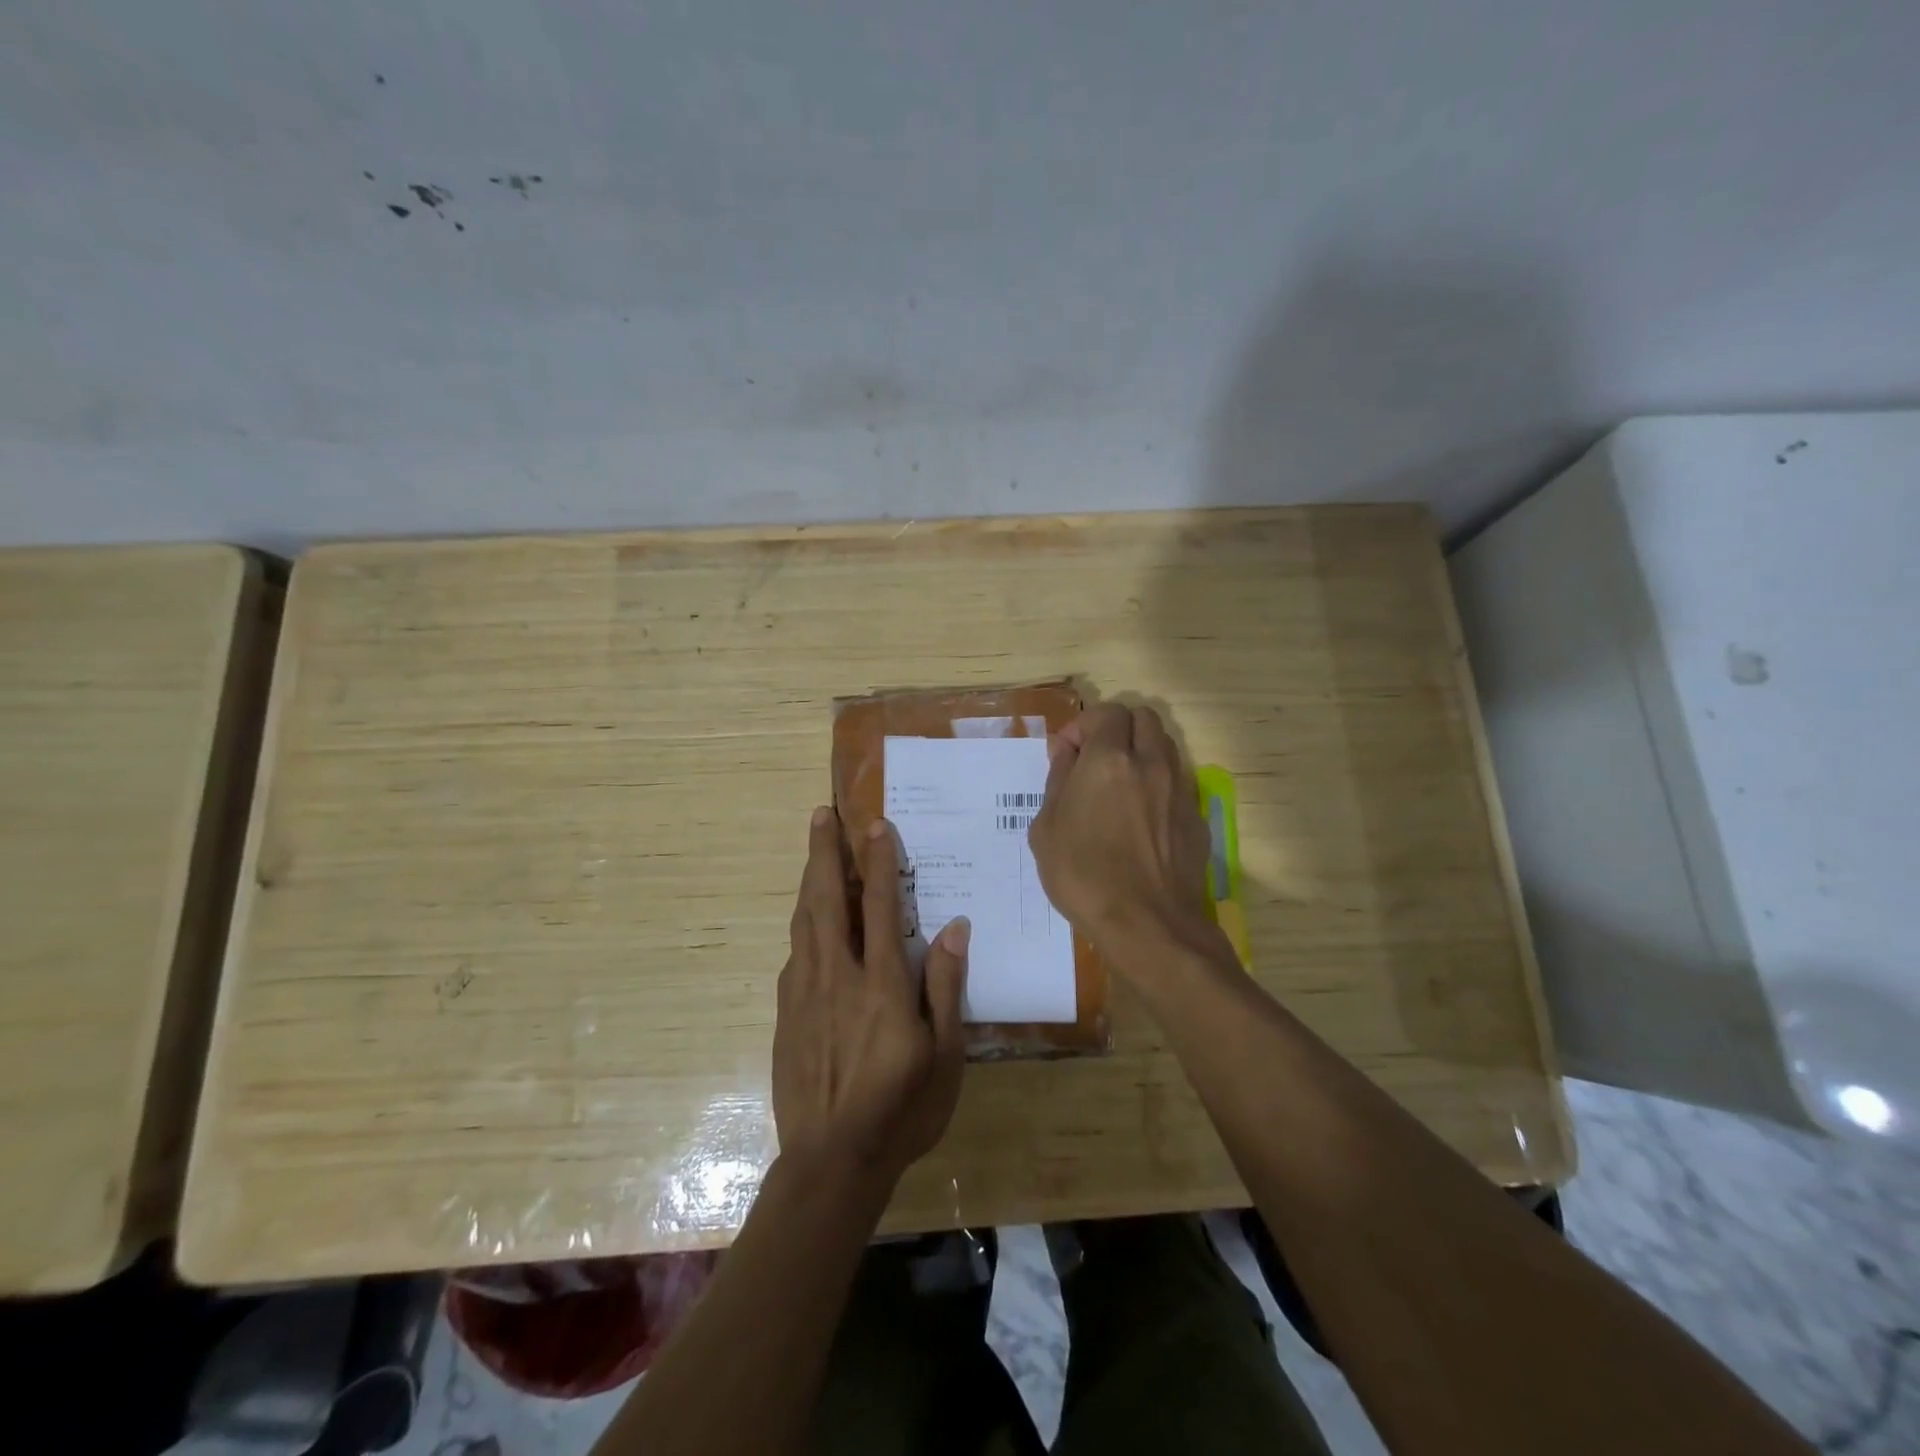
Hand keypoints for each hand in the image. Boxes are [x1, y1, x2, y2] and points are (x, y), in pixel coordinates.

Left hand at [772, 807, 969, 1183]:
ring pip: (804, 921)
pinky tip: (806, 920)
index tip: (875, 824)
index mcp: (881, 985)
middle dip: (825, 852)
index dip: (879, 861)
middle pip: (828, 900)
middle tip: (821, 814)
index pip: (882, 907)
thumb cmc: (900, 1110)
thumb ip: (946, 989)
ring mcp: (804, 993)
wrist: (830, 1163)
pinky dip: (802, 924)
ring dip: (809, 879)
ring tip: (813, 850)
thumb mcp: (943, 1057)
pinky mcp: (785, 1013)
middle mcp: (837, 977)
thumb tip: (954, 929)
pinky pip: (794, 954)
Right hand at [1028, 703, 1214, 963]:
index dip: (1082, 726)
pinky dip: (1157, 782)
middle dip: (1117, 728)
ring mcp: (1178, 789)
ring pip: (1164, 745)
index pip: (1106, 712)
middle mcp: (1150, 763)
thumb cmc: (1084, 876)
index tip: (1066, 755)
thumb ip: (1058, 780)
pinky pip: (1176, 781)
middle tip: (1094, 759)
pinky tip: (1140, 817)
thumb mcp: (1046, 829)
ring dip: (1140, 751)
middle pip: (1143, 718)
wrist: (1148, 924)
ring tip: (1118, 784)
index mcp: (1108, 760)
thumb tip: (1066, 754)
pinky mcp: (1195, 816)